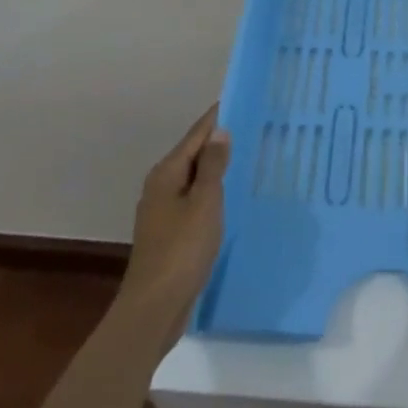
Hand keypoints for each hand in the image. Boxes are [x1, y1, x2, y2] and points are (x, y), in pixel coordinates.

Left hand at [116, 104, 230, 346]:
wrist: (154, 308)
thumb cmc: (181, 250)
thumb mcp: (204, 203)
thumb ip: (213, 166)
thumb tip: (220, 131)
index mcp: (167, 173)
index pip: (196, 134)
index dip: (218, 117)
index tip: (242, 100)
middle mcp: (161, 186)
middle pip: (194, 154)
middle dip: (220, 141)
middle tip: (253, 127)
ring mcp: (163, 211)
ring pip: (195, 178)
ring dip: (217, 168)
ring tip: (248, 158)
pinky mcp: (170, 233)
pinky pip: (195, 200)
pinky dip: (212, 192)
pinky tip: (231, 197)